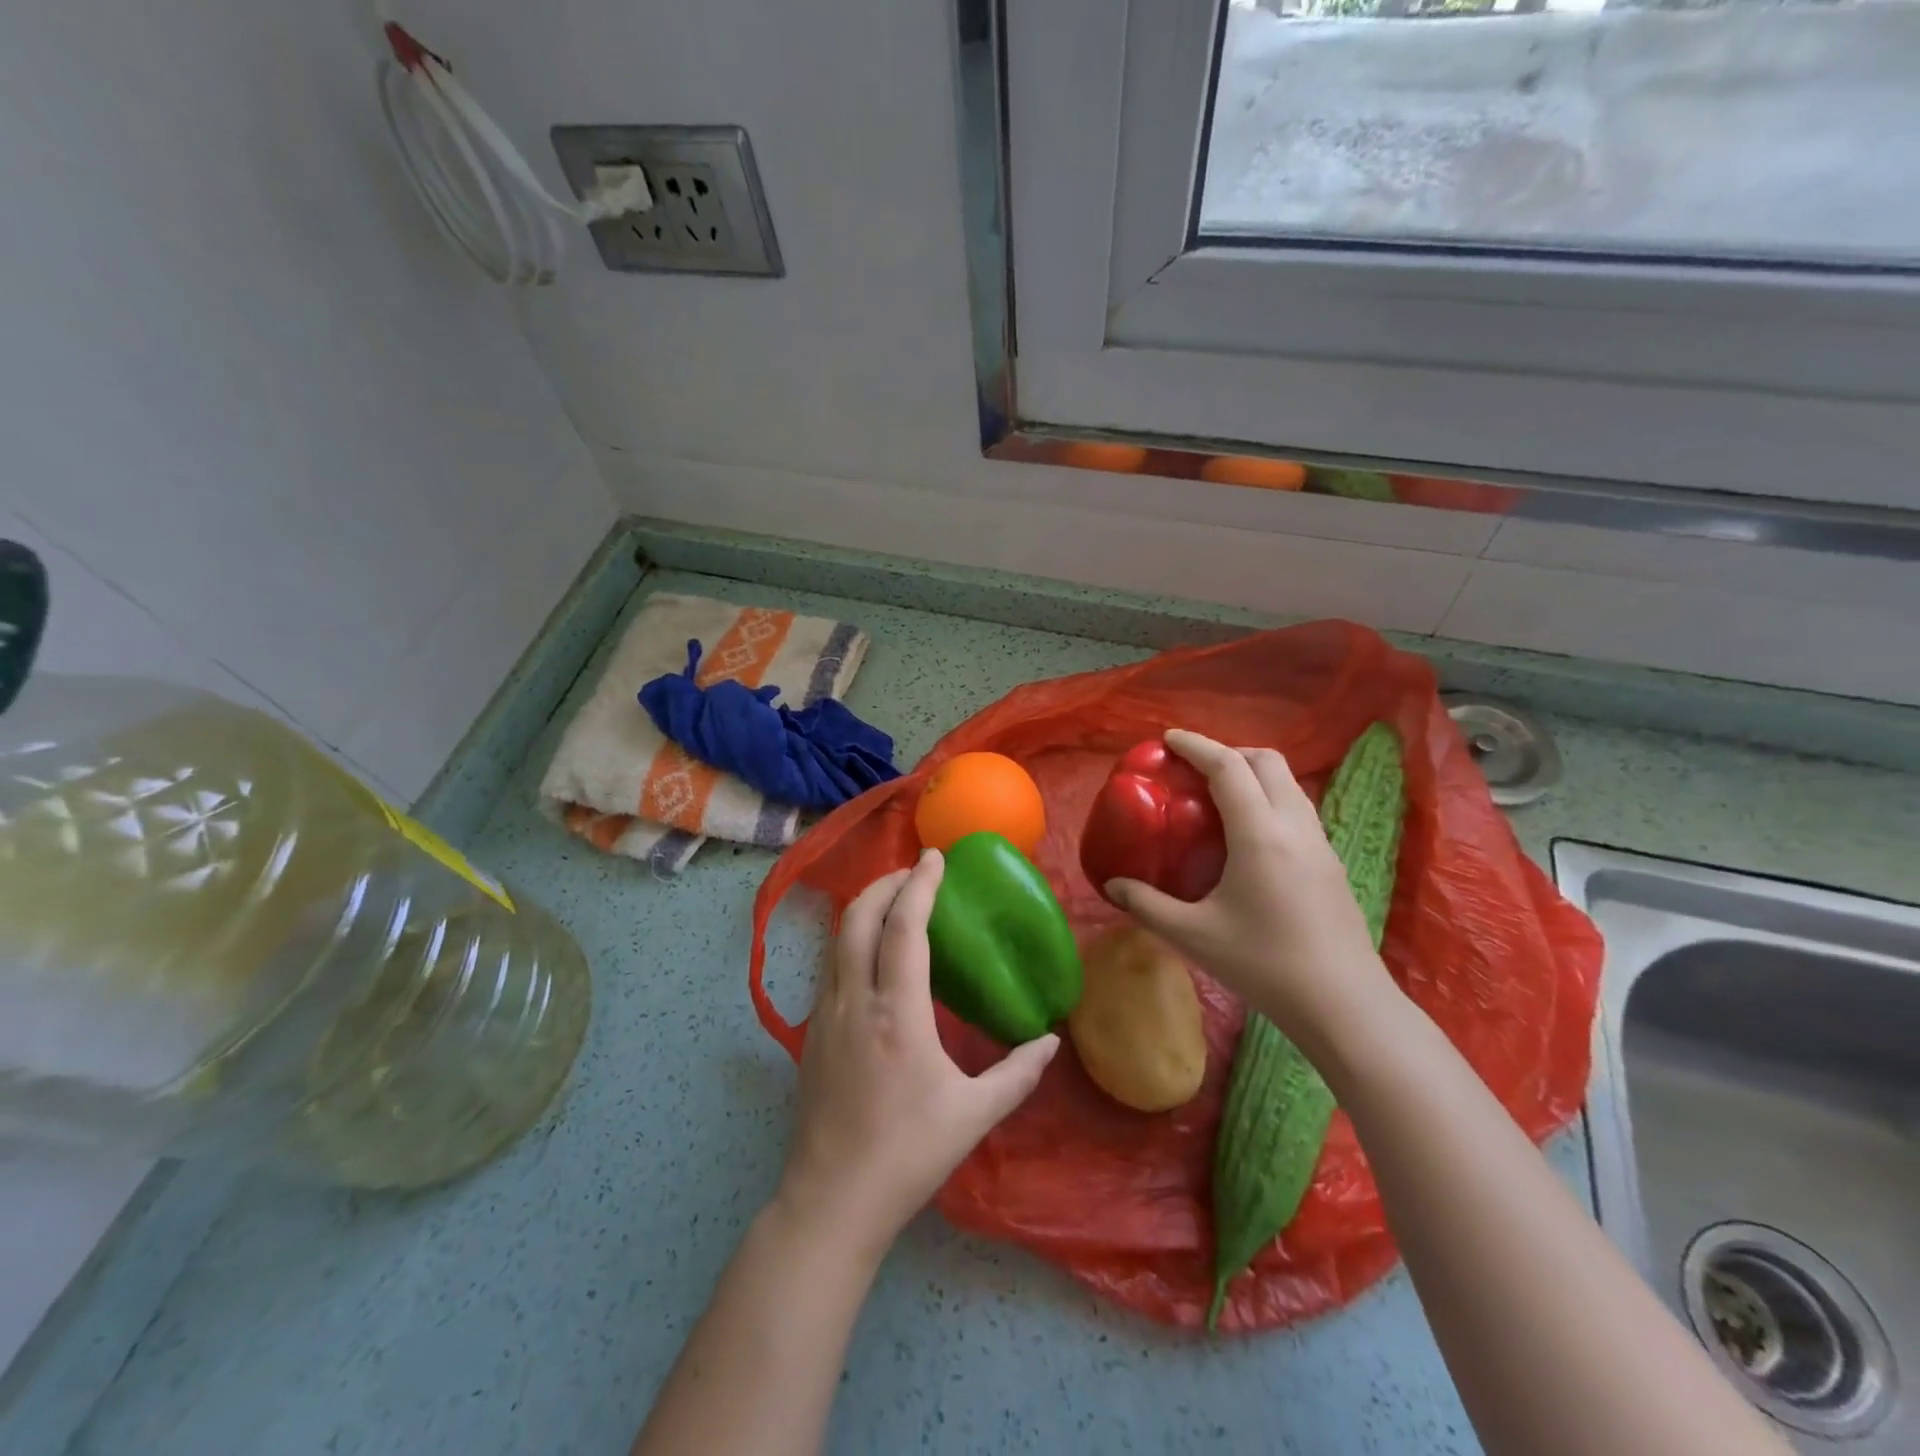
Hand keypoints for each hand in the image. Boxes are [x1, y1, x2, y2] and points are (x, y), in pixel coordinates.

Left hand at [775, 850, 1059, 1259]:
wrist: (832, 1200)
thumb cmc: (908, 1154)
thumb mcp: (973, 1115)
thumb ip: (1017, 1074)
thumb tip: (1050, 1041)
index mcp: (896, 1012)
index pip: (903, 927)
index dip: (919, 885)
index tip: (935, 856)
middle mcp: (853, 999)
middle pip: (857, 916)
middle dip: (885, 884)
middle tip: (915, 874)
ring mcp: (824, 1013)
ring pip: (837, 938)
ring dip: (864, 908)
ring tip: (894, 903)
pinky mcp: (811, 1032)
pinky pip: (830, 965)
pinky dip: (851, 940)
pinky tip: (872, 957)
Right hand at [1103, 730, 1396, 1055]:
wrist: (1344, 1006)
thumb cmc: (1264, 965)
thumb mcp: (1193, 936)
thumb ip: (1147, 904)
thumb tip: (1112, 886)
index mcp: (1260, 833)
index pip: (1228, 767)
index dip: (1197, 745)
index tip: (1168, 739)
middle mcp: (1294, 826)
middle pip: (1267, 762)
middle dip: (1229, 752)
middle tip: (1194, 769)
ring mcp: (1320, 843)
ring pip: (1288, 784)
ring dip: (1253, 774)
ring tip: (1219, 797)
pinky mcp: (1331, 863)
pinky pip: (1298, 809)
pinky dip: (1270, 799)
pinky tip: (1249, 836)